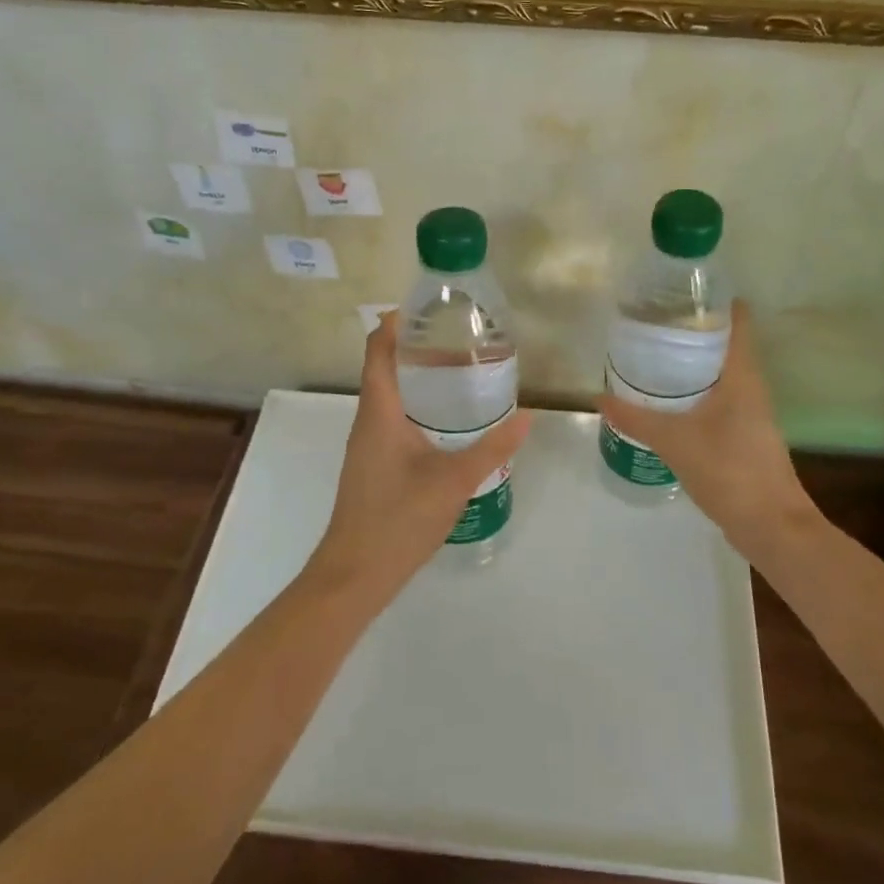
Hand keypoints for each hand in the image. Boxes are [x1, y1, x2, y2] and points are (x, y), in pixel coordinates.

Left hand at [307, 312, 531, 602]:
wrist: (355, 574)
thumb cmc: (399, 519)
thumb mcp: (454, 480)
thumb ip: (492, 447)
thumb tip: (527, 416)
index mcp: (379, 412)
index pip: (378, 351)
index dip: (395, 324)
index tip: (427, 309)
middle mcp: (368, 421)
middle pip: (384, 368)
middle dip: (416, 348)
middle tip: (459, 338)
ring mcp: (367, 445)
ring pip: (389, 396)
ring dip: (417, 378)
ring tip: (459, 371)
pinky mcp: (373, 464)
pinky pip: (392, 419)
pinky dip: (416, 406)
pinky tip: (446, 420)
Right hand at [598, 301, 815, 560]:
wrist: (771, 525)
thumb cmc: (728, 470)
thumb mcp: (674, 441)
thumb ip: (636, 418)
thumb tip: (600, 397)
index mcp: (743, 375)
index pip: (737, 321)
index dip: (714, 301)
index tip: (679, 292)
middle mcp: (751, 387)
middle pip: (725, 344)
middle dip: (692, 331)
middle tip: (652, 322)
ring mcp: (750, 412)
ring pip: (720, 374)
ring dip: (692, 363)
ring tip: (653, 356)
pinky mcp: (744, 435)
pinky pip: (718, 399)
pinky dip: (695, 392)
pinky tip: (668, 402)